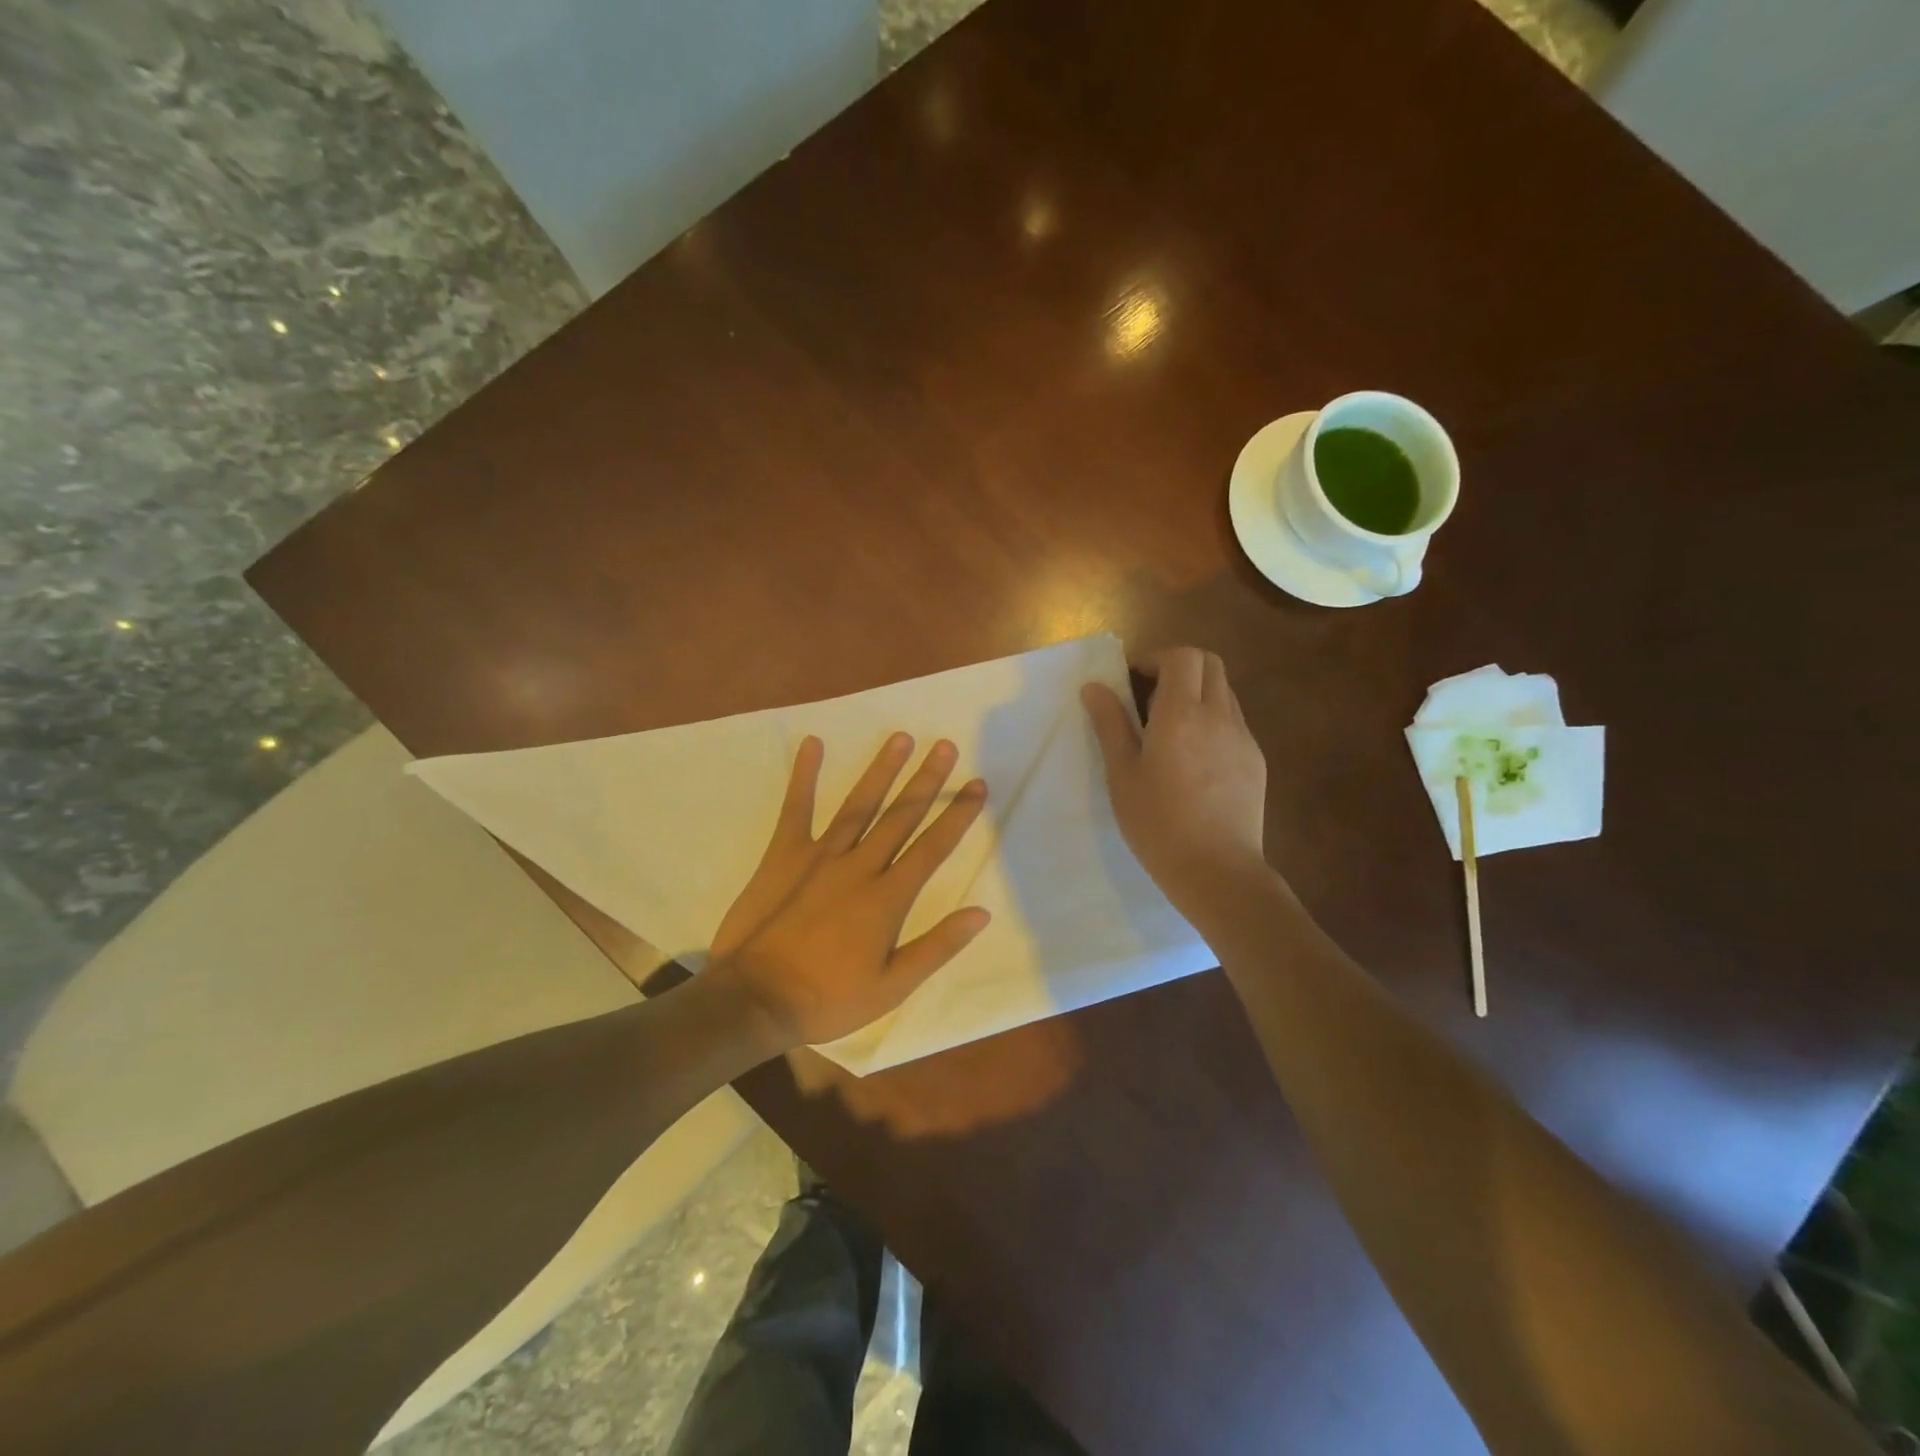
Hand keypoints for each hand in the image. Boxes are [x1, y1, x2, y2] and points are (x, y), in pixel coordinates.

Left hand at [705, 733, 990, 1053]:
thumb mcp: (892, 986)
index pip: (933, 847)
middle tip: (945, 745)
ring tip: (901, 738)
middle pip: (900, 815)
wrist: (754, 1000)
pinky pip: (796, 809)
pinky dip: (803, 775)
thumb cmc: (827, 998)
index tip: (977, 785)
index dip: (958, 815)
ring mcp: (820, 856)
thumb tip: (981, 913)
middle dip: (927, 780)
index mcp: (888, 897)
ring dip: (882, 770)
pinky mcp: (783, 854)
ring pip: (859, 804)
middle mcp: (859, 866)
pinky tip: (812, 743)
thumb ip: (937, 946)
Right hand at [1081, 647, 1269, 916]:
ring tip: (1169, 729)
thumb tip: (1094, 687)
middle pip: (1210, 664)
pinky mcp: (1255, 760)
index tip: (1132, 680)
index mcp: (1181, 714)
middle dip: (1179, 667)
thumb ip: (1110, 724)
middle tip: (1149, 696)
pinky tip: (1194, 758)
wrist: (1217, 871)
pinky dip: (1212, 720)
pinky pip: (1234, 722)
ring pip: (1224, 692)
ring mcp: (1243, 738)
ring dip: (1197, 693)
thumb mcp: (1122, 774)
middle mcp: (1218, 716)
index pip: (1182, 657)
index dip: (1156, 658)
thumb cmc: (1158, 823)